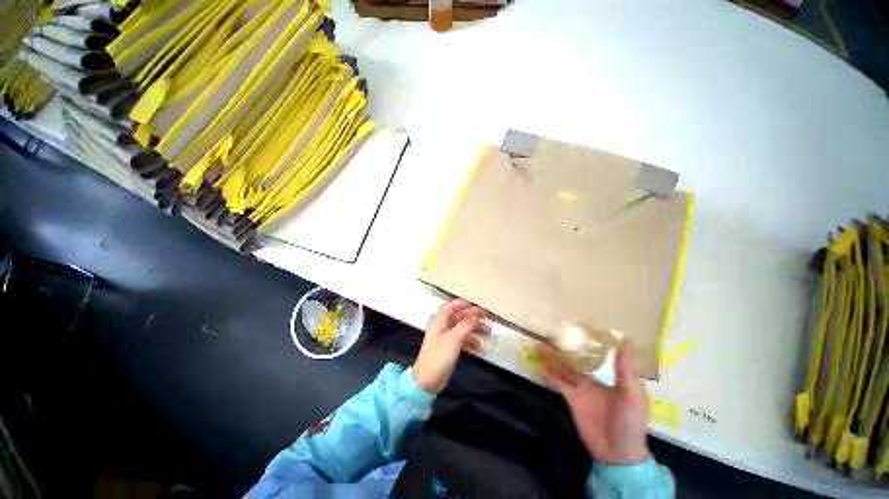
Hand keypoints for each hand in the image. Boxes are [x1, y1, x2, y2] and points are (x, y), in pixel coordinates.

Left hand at [412, 299, 489, 393]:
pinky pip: (463, 340)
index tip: (477, 305)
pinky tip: (480, 348)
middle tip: (487, 317)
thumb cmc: (438, 356)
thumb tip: (475, 317)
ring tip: (488, 332)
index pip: (452, 306)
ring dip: (475, 329)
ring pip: (463, 327)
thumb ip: (465, 325)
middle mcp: (442, 326)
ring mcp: (446, 337)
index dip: (464, 303)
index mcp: (440, 320)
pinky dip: (471, 342)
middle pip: (460, 316)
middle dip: (473, 316)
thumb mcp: (453, 338)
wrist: (427, 380)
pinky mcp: (449, 347)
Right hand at [539, 342, 649, 464]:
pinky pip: (558, 383)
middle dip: (563, 348)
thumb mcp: (632, 396)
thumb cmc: (630, 422)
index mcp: (610, 375)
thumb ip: (626, 370)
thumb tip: (625, 341)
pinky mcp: (571, 399)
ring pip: (564, 368)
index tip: (574, 327)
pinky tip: (540, 366)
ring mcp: (580, 388)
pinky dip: (549, 375)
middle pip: (575, 359)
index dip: (585, 341)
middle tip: (549, 335)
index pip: (595, 354)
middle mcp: (593, 378)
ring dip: (552, 358)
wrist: (617, 454)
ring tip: (539, 346)